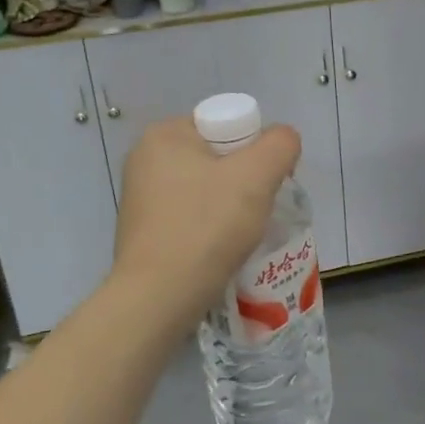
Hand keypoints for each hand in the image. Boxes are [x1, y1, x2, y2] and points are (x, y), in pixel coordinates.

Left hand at [113, 117, 300, 330]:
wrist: (158, 298)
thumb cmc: (206, 227)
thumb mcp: (257, 175)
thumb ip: (280, 145)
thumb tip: (283, 142)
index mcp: (165, 134)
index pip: (228, 125)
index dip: (256, 151)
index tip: (266, 184)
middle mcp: (145, 158)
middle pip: (218, 157)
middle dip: (245, 181)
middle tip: (257, 209)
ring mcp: (141, 196)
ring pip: (207, 188)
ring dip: (230, 206)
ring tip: (241, 233)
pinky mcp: (144, 229)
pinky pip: (191, 215)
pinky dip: (210, 227)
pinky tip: (220, 249)